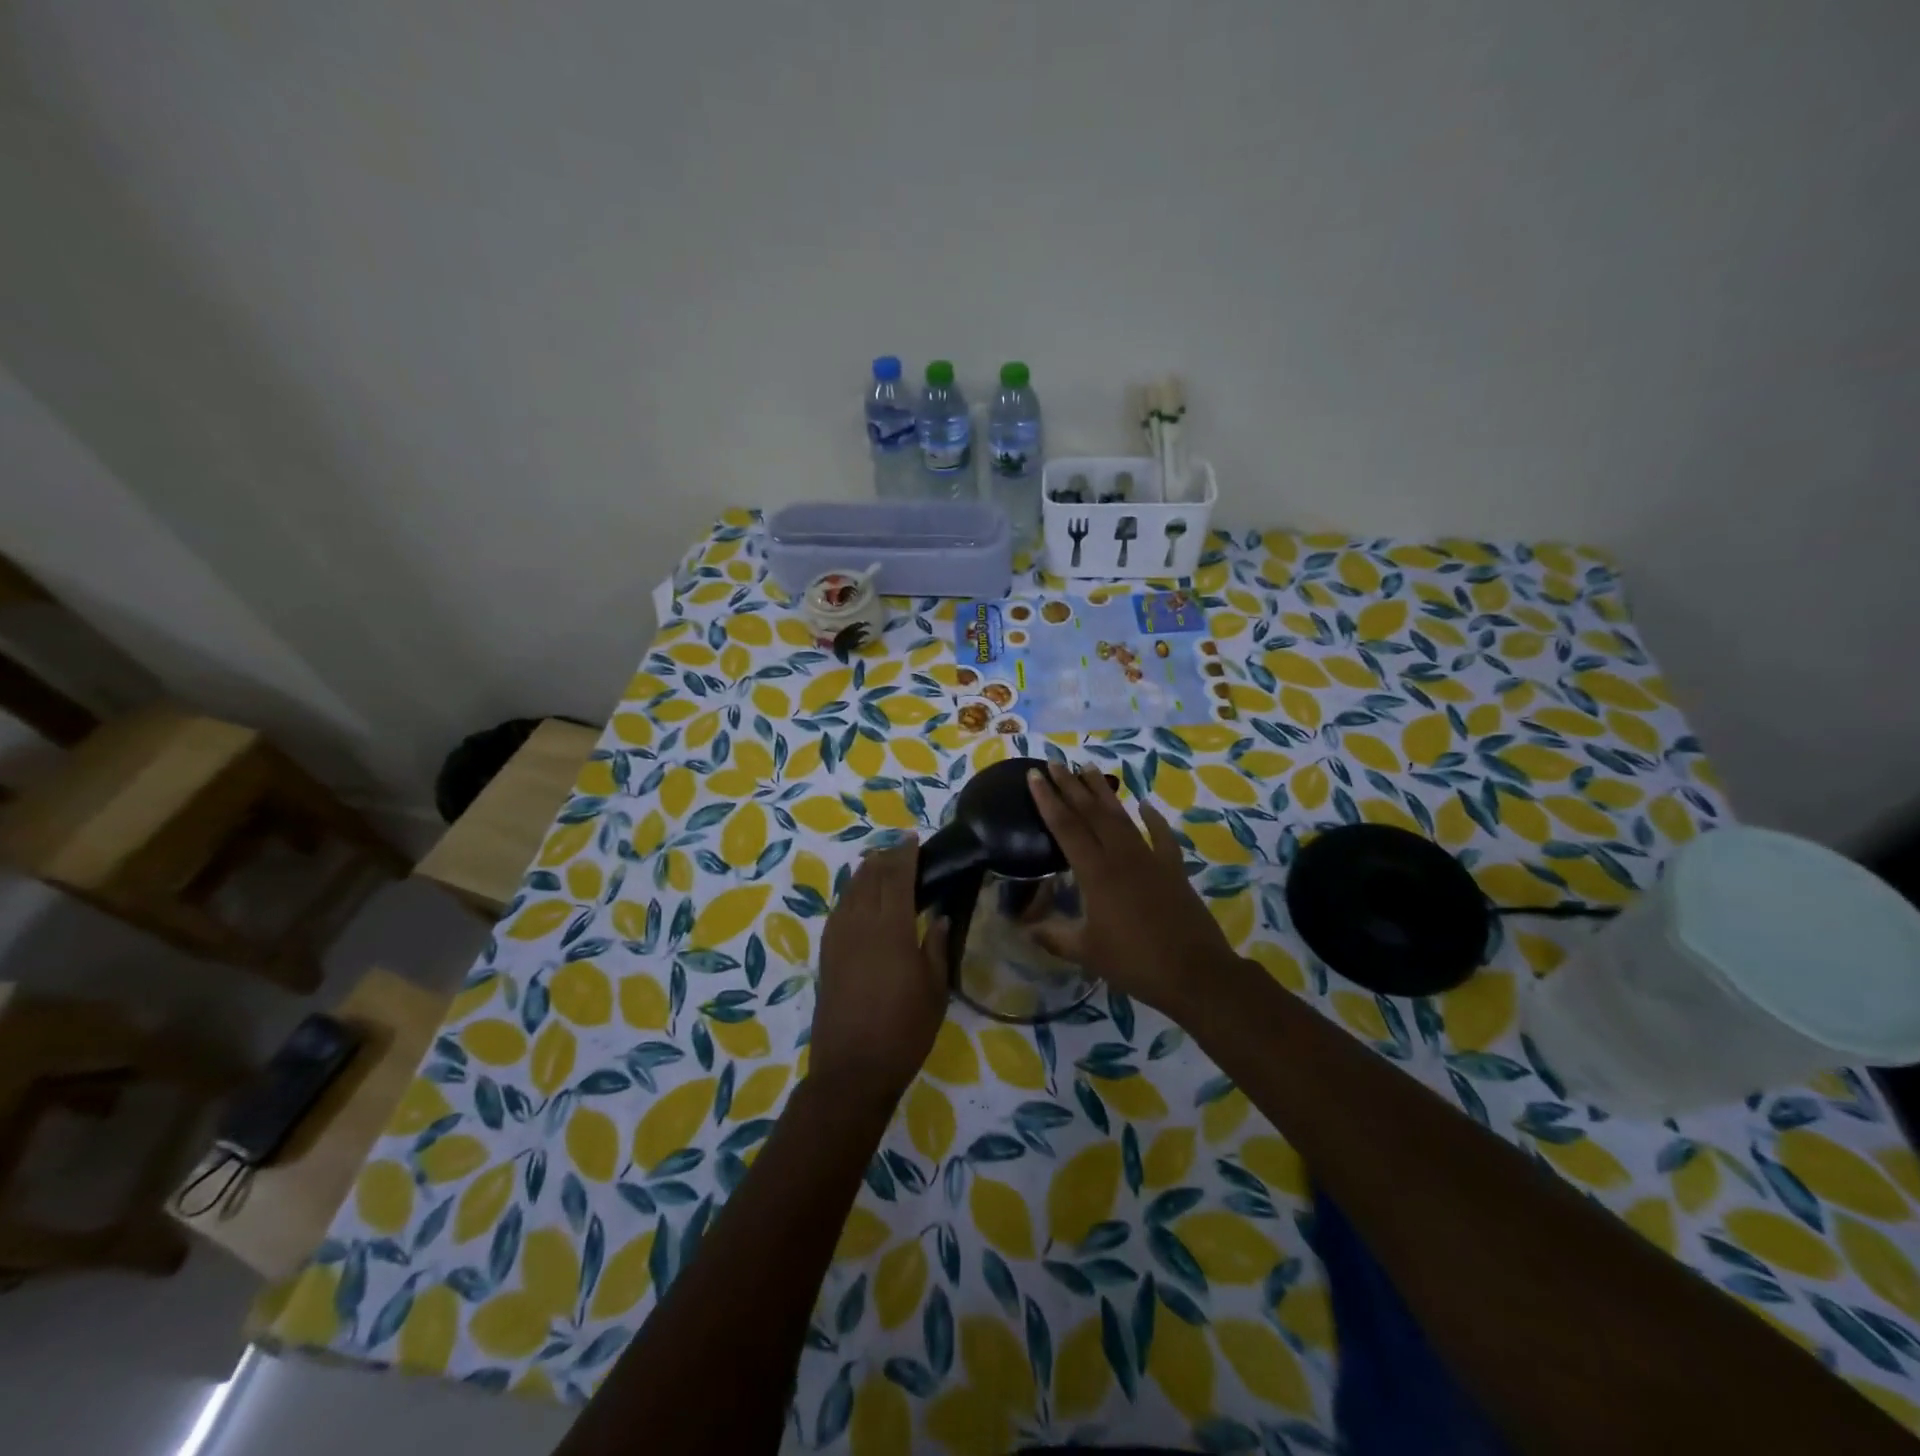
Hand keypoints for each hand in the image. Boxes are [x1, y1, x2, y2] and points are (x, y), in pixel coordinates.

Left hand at [811, 838, 950, 1106]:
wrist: (852, 1069)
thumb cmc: (904, 1030)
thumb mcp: (934, 989)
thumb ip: (936, 946)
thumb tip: (938, 916)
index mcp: (890, 928)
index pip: (896, 876)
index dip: (904, 853)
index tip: (913, 838)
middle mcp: (859, 923)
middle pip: (869, 877)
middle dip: (884, 858)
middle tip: (900, 849)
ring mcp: (838, 938)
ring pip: (850, 891)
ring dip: (865, 873)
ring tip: (879, 865)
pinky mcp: (826, 954)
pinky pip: (839, 910)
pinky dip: (851, 894)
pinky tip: (859, 899)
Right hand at [1027, 761, 1239, 1017]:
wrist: (1195, 972)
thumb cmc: (1135, 962)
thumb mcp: (1087, 952)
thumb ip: (1054, 936)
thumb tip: (1025, 929)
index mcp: (1096, 873)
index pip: (1066, 827)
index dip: (1048, 800)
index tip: (1034, 776)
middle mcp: (1121, 856)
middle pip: (1092, 812)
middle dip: (1071, 785)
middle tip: (1055, 763)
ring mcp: (1150, 859)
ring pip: (1122, 817)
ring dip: (1103, 792)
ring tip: (1088, 767)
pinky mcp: (1173, 869)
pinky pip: (1161, 836)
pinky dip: (1153, 819)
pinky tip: (1145, 805)